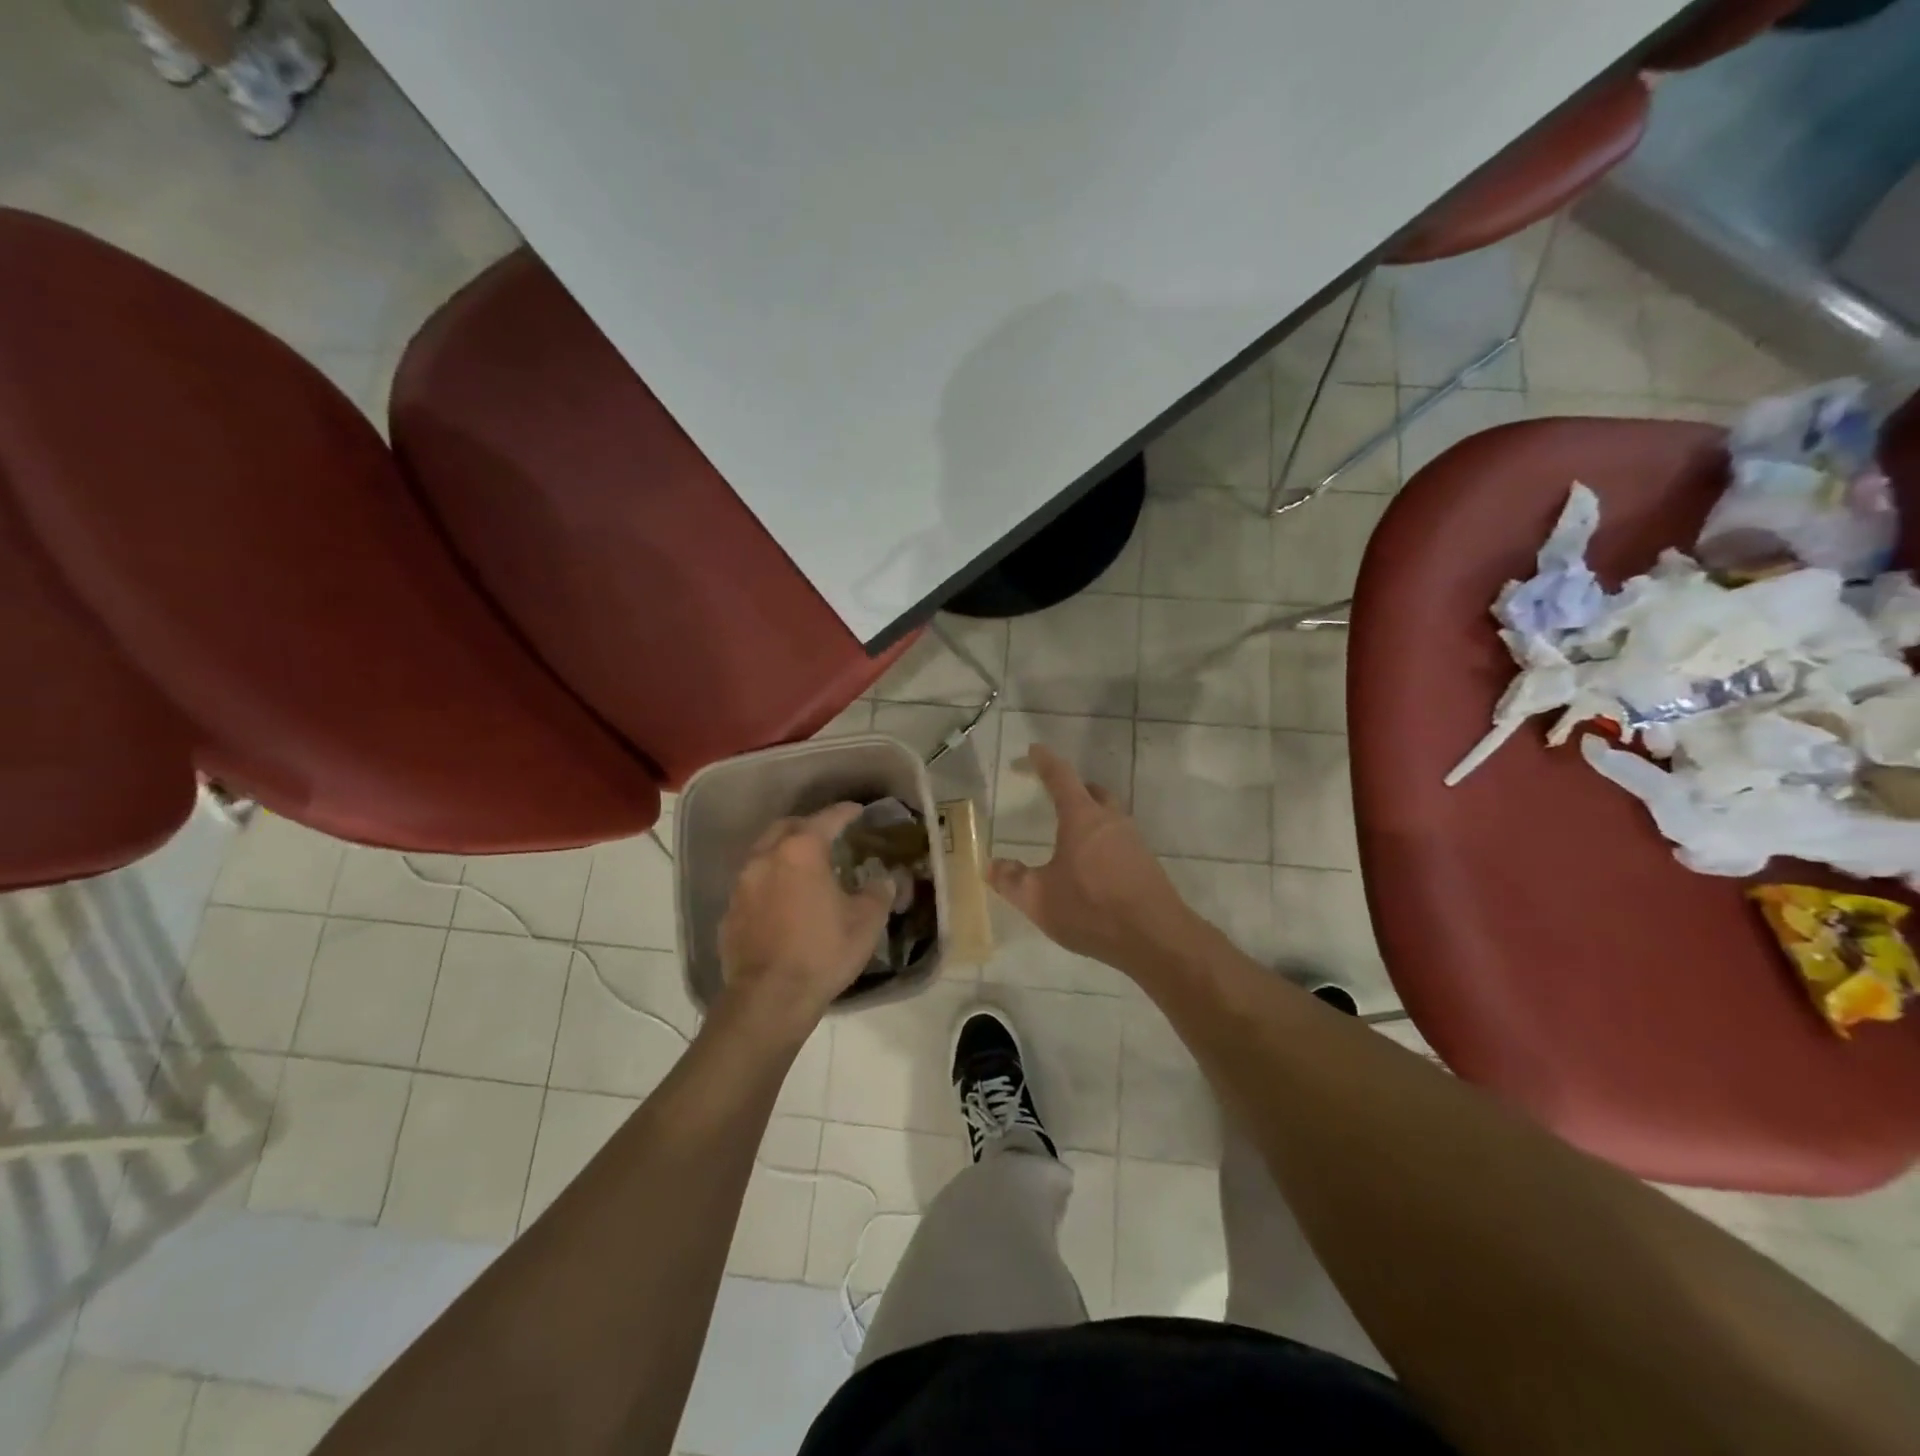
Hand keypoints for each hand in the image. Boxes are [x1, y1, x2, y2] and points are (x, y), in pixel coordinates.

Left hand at [717, 803, 893, 1035]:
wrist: (769, 999)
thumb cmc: (823, 952)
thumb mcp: (866, 922)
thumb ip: (878, 893)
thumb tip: (884, 880)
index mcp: (801, 851)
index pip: (827, 818)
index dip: (845, 812)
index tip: (858, 811)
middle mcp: (766, 858)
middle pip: (787, 827)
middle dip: (808, 826)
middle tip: (828, 836)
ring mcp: (742, 885)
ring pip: (764, 853)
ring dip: (784, 853)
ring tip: (804, 867)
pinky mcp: (729, 912)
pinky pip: (752, 885)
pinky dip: (769, 882)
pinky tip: (782, 901)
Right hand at [987, 745, 1198, 973]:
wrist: (1156, 937)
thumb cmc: (1091, 909)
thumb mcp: (1038, 899)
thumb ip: (1011, 880)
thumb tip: (991, 865)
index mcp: (1082, 818)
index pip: (1061, 777)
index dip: (1045, 762)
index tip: (1034, 750)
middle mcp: (1110, 821)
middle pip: (1092, 792)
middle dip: (1073, 788)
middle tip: (1055, 792)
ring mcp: (1133, 841)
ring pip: (1109, 815)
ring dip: (1090, 815)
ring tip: (1071, 834)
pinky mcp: (1146, 863)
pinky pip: (1119, 839)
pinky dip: (1103, 841)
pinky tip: (1093, 865)